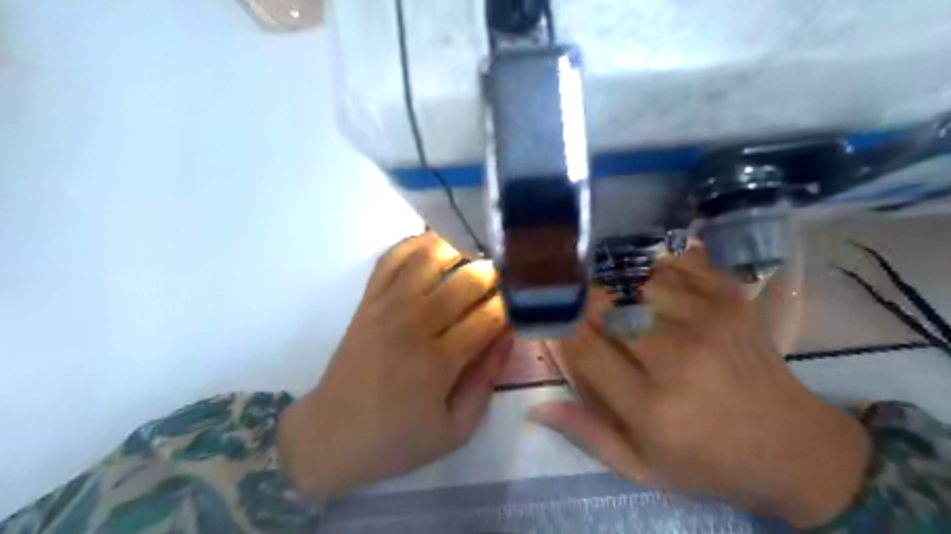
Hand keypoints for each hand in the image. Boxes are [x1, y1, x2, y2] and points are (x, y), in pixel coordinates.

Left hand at [277, 232, 512, 498]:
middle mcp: (414, 325)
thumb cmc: (397, 439)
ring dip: (459, 248)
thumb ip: (486, 380)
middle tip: (506, 275)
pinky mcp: (367, 301)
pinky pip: (391, 259)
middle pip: (465, 280)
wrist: (331, 435)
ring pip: (429, 258)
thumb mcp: (455, 429)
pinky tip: (435, 243)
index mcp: (439, 363)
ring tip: (476, 253)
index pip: (490, 316)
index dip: (512, 304)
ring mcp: (387, 307)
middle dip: (494, 273)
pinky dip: (415, 243)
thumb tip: (509, 335)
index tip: (522, 302)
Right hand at [532, 252, 870, 527]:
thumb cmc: (708, 462)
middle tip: (578, 301)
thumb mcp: (642, 467)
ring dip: (620, 285)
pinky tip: (653, 279)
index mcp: (650, 406)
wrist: (794, 449)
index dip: (562, 328)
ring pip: (640, 281)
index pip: (585, 349)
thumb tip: (537, 407)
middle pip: (610, 309)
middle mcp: (676, 359)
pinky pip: (681, 266)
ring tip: (617, 294)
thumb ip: (587, 433)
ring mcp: (709, 323)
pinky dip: (659, 267)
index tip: (555, 320)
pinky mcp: (733, 303)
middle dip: (585, 301)